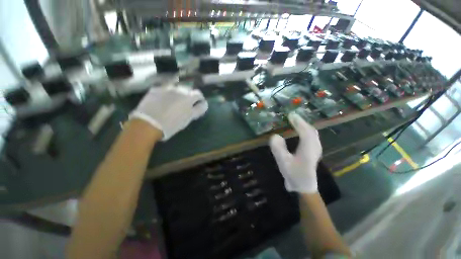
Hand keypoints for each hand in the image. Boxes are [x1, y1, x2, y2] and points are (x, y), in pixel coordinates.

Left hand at [130, 86, 207, 140]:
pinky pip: (164, 89)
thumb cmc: (172, 124)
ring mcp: (166, 88)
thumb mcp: (188, 118)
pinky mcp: (155, 89)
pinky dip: (167, 93)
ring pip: (176, 88)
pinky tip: (163, 101)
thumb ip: (198, 110)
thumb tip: (203, 104)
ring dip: (178, 93)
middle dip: (189, 96)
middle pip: (188, 90)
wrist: (148, 124)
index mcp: (188, 97)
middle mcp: (178, 89)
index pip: (198, 94)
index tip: (198, 104)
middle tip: (185, 104)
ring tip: (174, 101)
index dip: (200, 99)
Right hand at [269, 113, 321, 193]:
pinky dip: (306, 131)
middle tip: (292, 117)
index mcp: (308, 148)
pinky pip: (312, 137)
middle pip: (310, 130)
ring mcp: (316, 149)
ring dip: (304, 126)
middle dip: (302, 122)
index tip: (290, 115)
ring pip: (312, 133)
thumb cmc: (294, 175)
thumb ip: (278, 149)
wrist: (304, 186)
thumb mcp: (283, 162)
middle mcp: (314, 147)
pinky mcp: (314, 152)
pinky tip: (301, 131)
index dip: (298, 122)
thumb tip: (275, 136)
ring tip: (296, 122)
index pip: (305, 131)